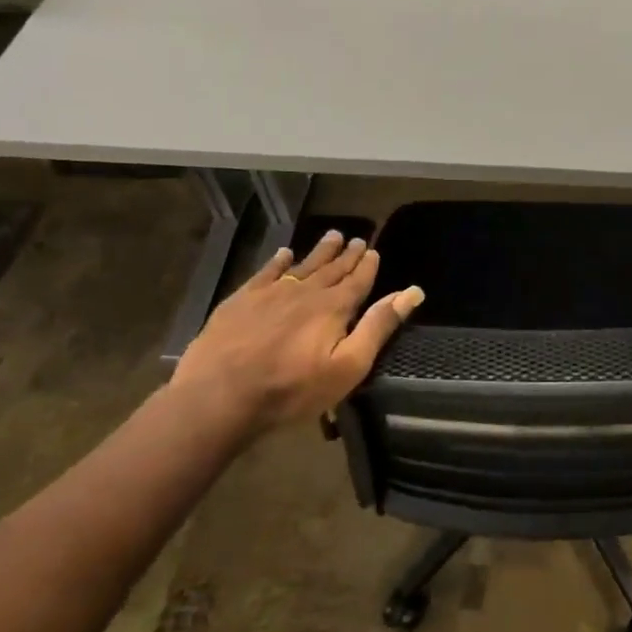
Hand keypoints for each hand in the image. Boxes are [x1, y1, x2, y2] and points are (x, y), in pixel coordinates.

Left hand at [171, 230, 423, 442]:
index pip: (357, 281)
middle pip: (332, 269)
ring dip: (319, 252)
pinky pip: (266, 272)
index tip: (374, 251)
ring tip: (332, 236)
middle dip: (346, 255)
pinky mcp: (241, 300)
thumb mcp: (348, 366)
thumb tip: (412, 292)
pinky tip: (284, 254)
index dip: (367, 266)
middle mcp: (305, 292)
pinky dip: (278, 261)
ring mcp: (270, 293)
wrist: (220, 395)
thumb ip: (378, 327)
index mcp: (334, 308)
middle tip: (357, 239)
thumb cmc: (292, 389)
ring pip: (302, 265)